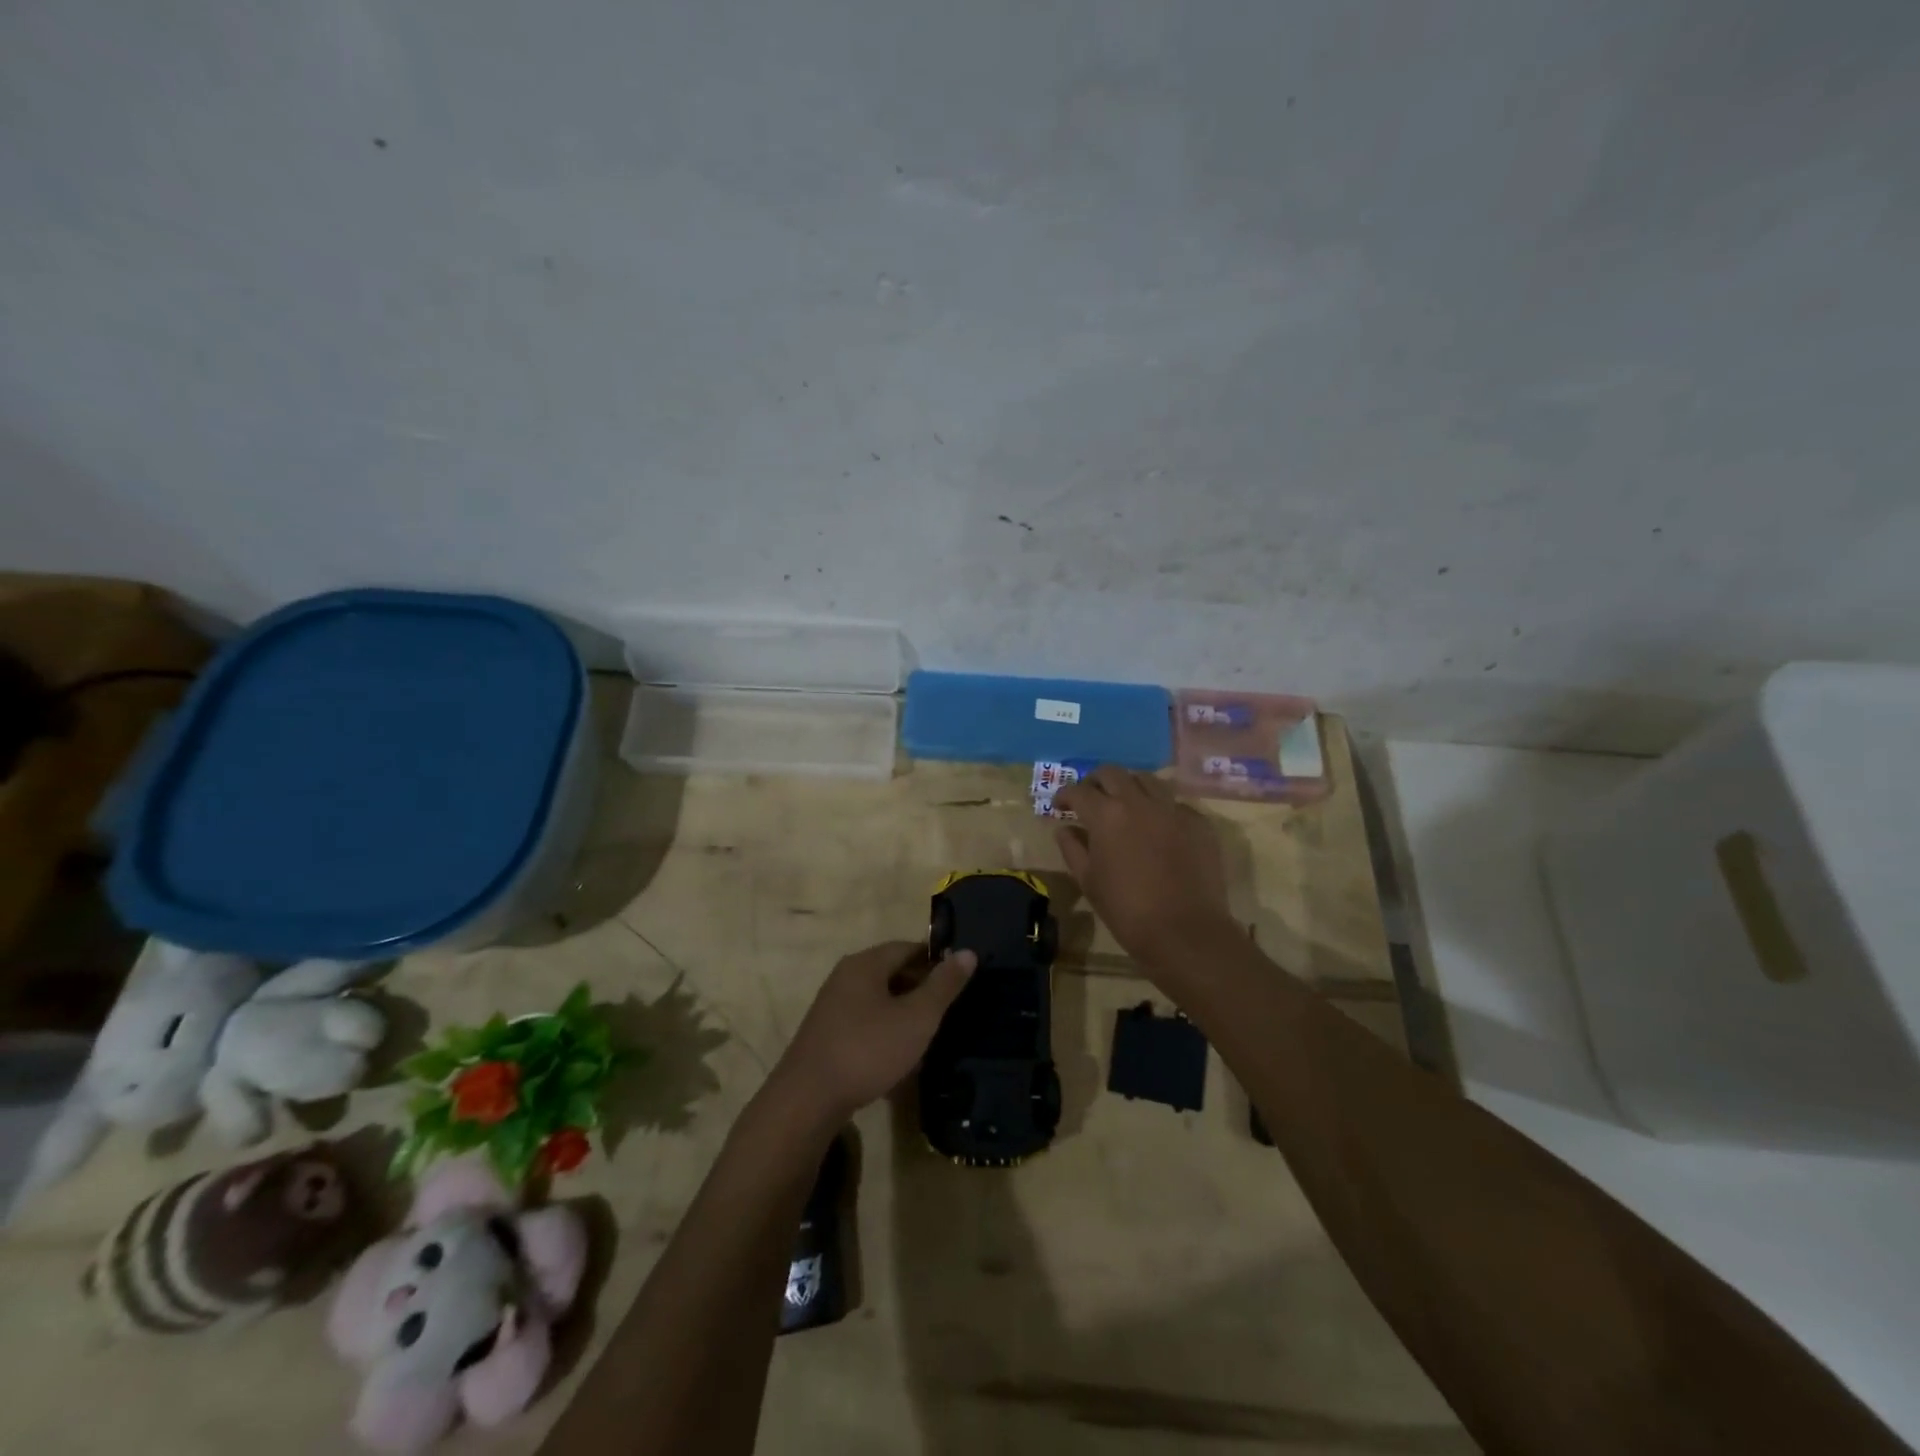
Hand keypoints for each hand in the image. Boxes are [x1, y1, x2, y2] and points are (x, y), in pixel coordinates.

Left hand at [772, 941, 975, 1123]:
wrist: (808, 1100)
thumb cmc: (868, 1050)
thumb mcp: (917, 1018)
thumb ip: (943, 985)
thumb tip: (967, 952)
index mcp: (866, 963)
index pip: (908, 947)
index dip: (937, 960)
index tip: (960, 979)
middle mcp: (846, 976)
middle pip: (892, 971)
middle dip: (922, 987)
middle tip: (950, 1009)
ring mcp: (833, 1006)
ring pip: (880, 1000)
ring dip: (905, 1013)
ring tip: (930, 1035)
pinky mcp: (827, 1034)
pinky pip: (866, 1022)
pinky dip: (886, 1032)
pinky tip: (900, 1058)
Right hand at [1055, 767, 1234, 965]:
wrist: (1185, 931)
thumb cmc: (1127, 910)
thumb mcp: (1089, 881)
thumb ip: (1072, 849)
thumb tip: (1065, 829)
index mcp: (1107, 815)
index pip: (1078, 790)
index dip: (1064, 795)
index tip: (1059, 806)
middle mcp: (1139, 801)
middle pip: (1113, 773)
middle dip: (1096, 781)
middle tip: (1090, 798)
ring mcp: (1173, 808)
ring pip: (1147, 780)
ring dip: (1130, 786)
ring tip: (1125, 805)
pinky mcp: (1199, 822)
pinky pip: (1174, 803)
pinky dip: (1160, 808)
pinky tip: (1158, 827)